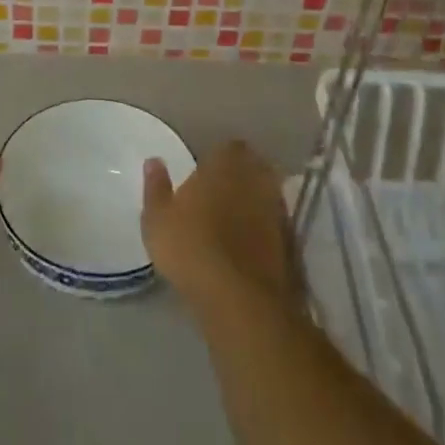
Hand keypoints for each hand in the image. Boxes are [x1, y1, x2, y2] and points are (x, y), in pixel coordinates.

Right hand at [141, 140, 296, 309]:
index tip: (205, 171)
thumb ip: (156, 187)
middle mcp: (256, 179)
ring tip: (234, 220)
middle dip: (239, 176)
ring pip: (266, 195)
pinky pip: (275, 224)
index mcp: (225, 164)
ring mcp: (277, 210)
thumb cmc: (190, 248)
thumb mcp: (157, 219)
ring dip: (254, 202)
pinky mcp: (290, 241)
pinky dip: (264, 229)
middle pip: (253, 167)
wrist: (239, 298)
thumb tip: (154, 161)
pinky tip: (249, 245)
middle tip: (219, 193)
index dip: (218, 158)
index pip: (229, 147)